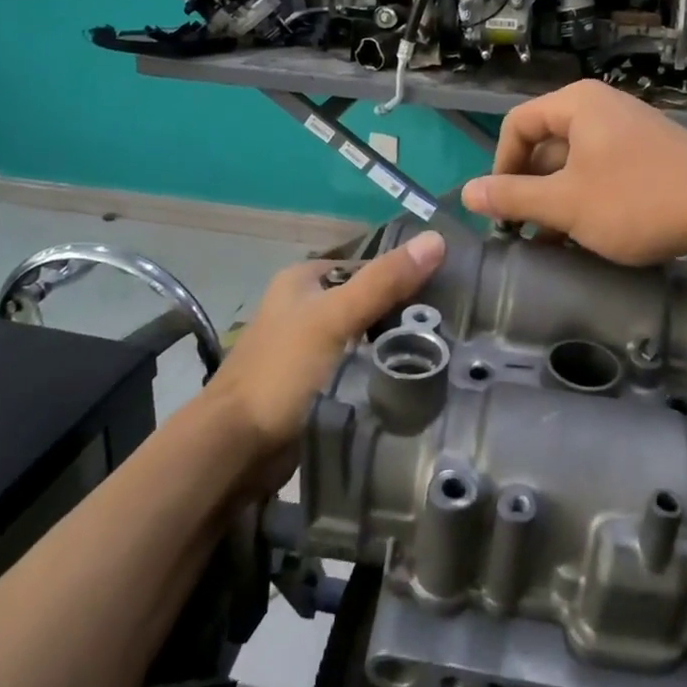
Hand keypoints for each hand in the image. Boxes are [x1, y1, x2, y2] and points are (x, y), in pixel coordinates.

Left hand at [209, 231, 446, 458]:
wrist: (234, 447)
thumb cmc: (281, 372)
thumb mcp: (334, 319)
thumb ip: (383, 282)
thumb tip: (437, 239)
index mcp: (303, 280)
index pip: (368, 266)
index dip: (405, 274)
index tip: (450, 291)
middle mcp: (304, 307)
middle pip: (367, 301)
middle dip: (403, 313)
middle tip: (451, 326)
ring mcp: (308, 347)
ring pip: (364, 336)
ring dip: (394, 345)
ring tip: (442, 352)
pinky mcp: (315, 383)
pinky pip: (358, 367)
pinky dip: (380, 371)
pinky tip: (412, 379)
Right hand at [461, 80, 686, 264]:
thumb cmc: (637, 201)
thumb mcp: (565, 204)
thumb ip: (513, 198)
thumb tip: (467, 193)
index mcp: (577, 105)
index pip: (517, 125)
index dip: (500, 167)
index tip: (501, 209)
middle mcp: (601, 108)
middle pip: (545, 144)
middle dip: (529, 189)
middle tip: (523, 231)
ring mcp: (628, 131)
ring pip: (574, 163)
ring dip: (556, 201)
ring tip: (552, 242)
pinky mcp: (649, 154)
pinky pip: (602, 171)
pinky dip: (586, 199)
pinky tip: (586, 236)